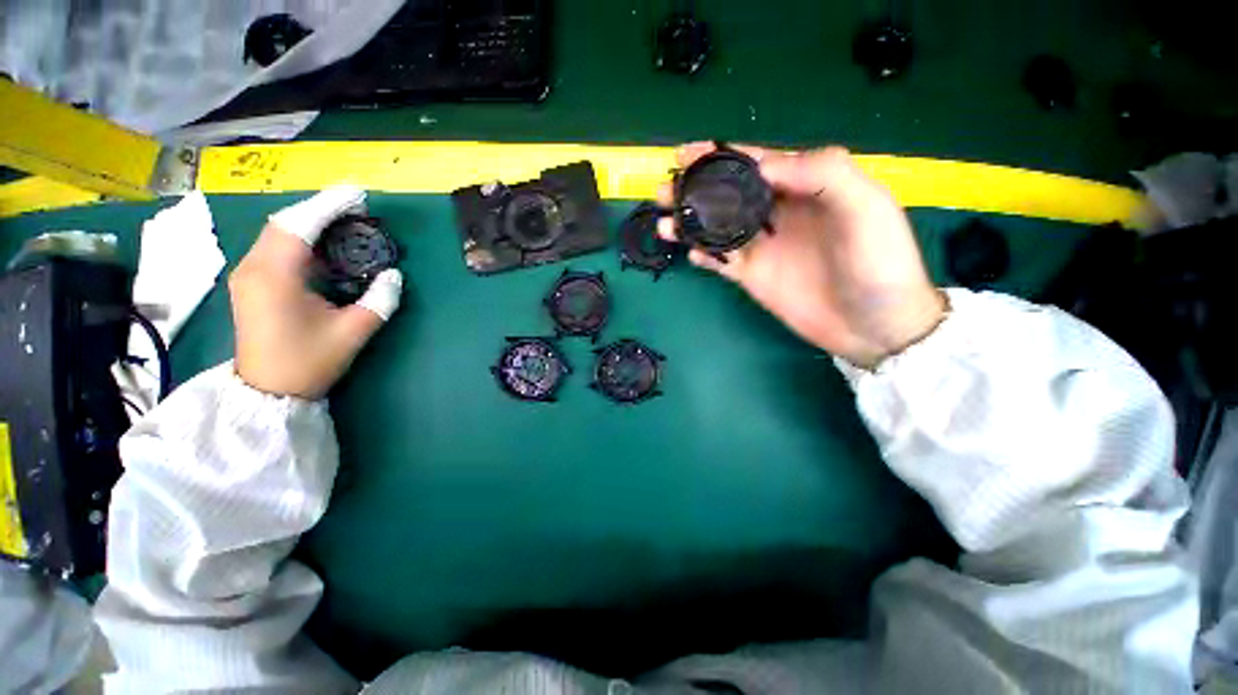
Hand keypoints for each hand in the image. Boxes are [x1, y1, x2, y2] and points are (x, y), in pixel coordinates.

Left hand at [230, 186, 403, 398]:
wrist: (268, 391)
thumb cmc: (308, 361)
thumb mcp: (353, 332)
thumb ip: (379, 301)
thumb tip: (394, 275)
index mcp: (275, 275)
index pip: (300, 226)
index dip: (330, 206)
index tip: (358, 194)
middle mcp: (254, 266)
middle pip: (285, 222)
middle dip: (321, 209)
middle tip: (358, 207)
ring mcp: (249, 274)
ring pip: (279, 233)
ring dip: (311, 222)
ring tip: (346, 221)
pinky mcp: (253, 283)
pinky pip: (277, 248)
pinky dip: (302, 238)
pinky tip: (325, 244)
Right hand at [658, 143, 945, 368]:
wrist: (874, 326)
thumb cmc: (879, 263)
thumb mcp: (866, 206)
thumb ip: (822, 173)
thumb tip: (761, 164)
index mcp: (804, 188)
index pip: (755, 163)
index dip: (720, 155)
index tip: (685, 153)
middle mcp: (777, 214)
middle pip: (727, 194)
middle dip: (694, 188)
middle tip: (664, 189)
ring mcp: (761, 247)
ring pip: (717, 227)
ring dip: (689, 222)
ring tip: (663, 222)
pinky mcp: (752, 276)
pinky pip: (721, 261)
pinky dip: (703, 254)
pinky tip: (688, 251)